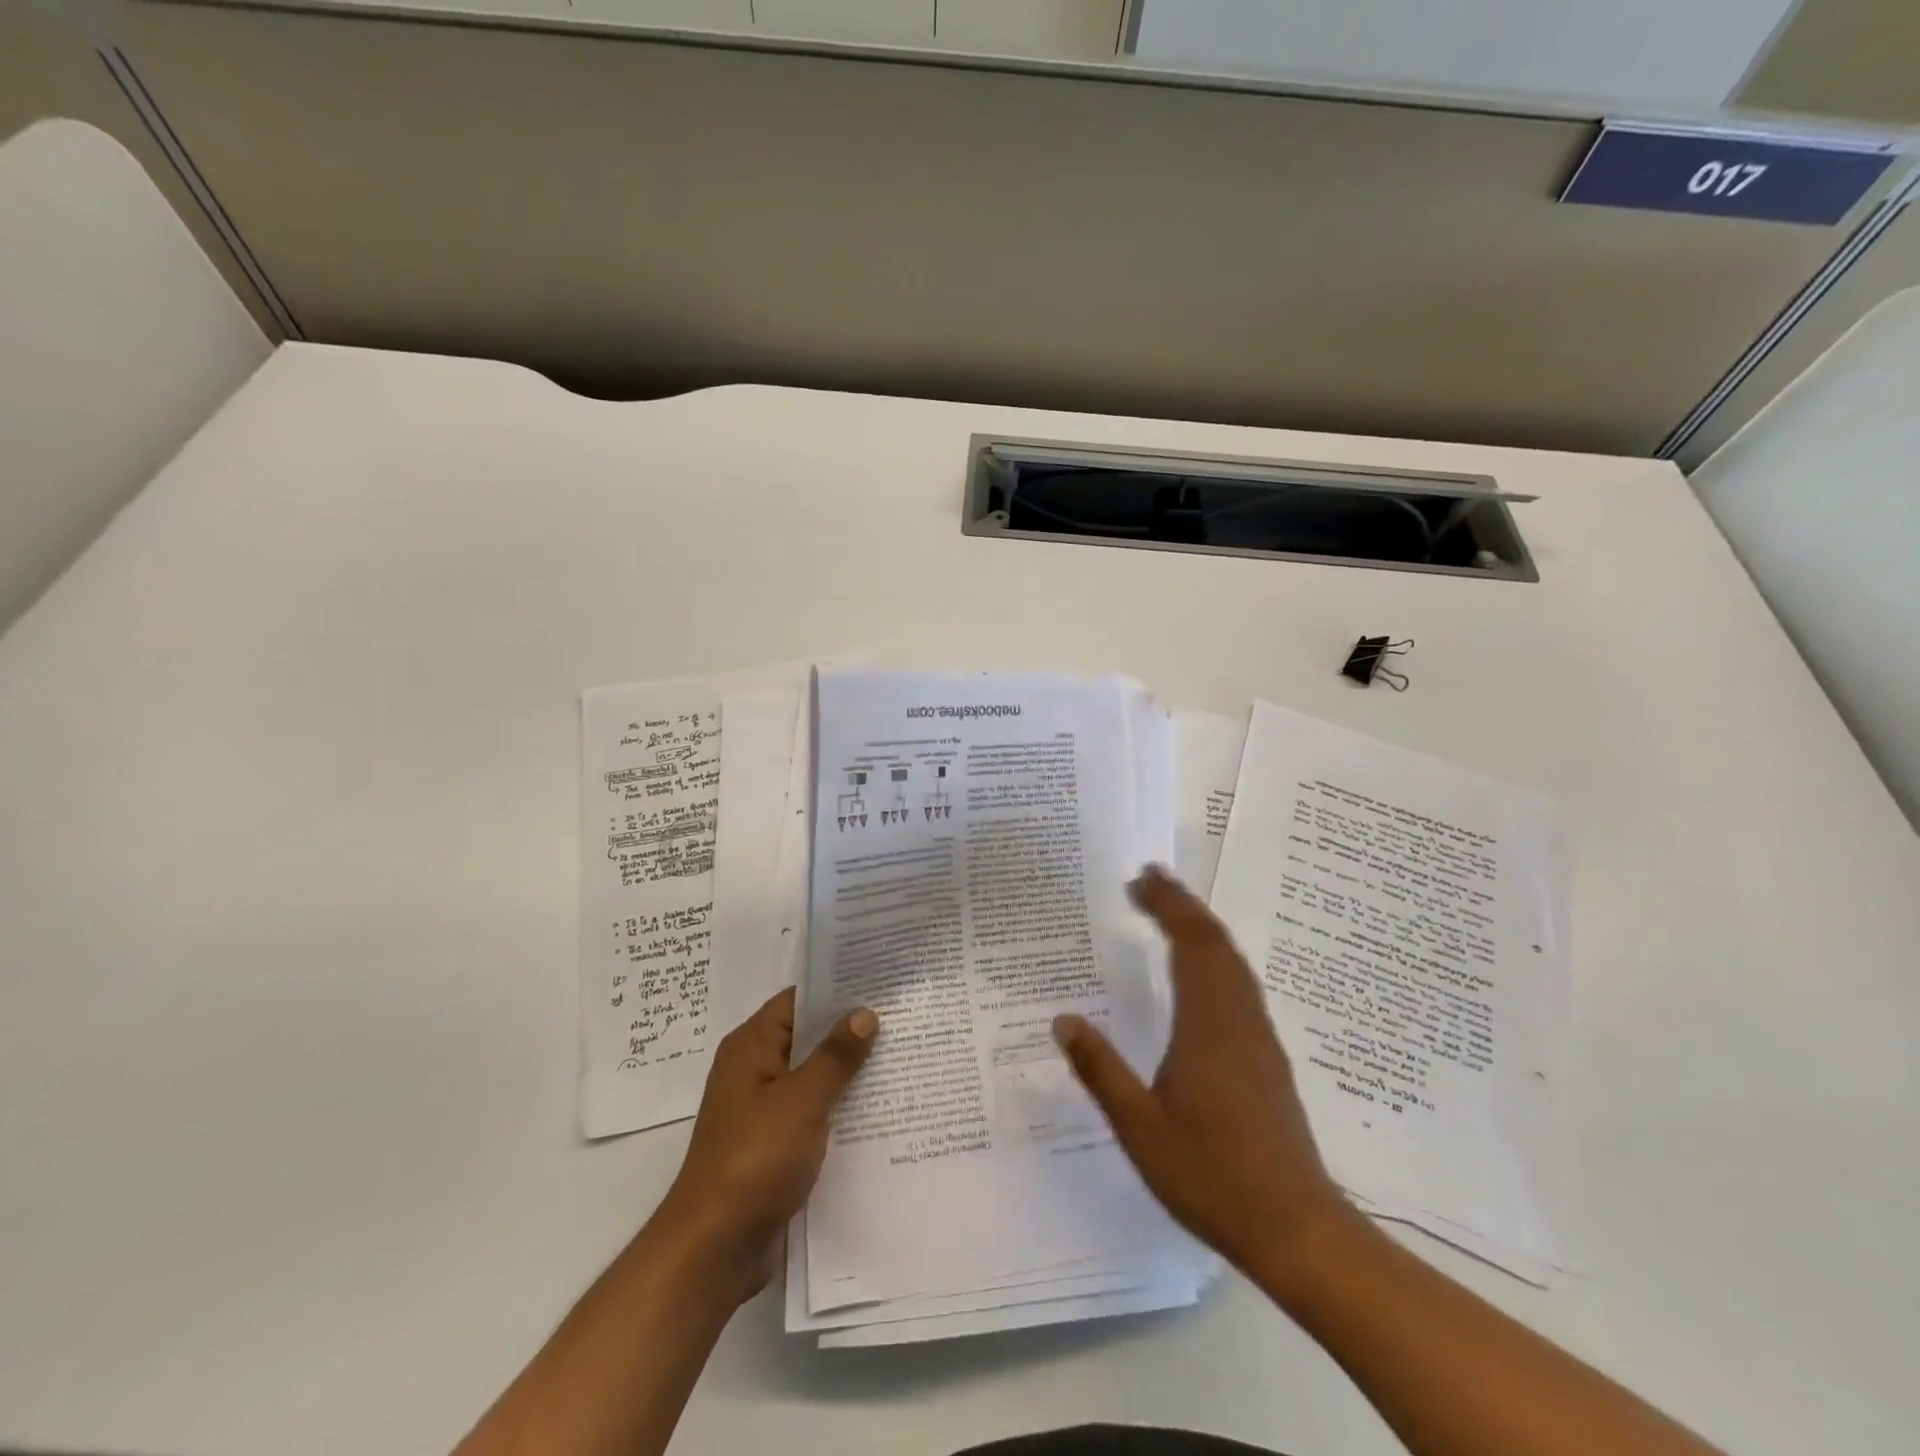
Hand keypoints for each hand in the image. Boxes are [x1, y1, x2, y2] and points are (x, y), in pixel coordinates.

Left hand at [655, 987, 876, 1302]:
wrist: (714, 1249)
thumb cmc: (754, 1159)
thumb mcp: (802, 1100)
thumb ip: (835, 1056)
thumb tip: (864, 1013)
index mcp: (752, 1047)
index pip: (798, 1000)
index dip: (837, 988)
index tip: (881, 981)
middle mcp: (755, 1071)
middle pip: (809, 1037)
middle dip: (851, 1031)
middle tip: (904, 1017)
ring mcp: (765, 1110)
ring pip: (815, 1077)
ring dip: (850, 1073)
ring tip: (903, 1057)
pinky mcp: (775, 1145)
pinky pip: (814, 1113)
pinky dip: (841, 1109)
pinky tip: (882, 1110)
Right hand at [1054, 866, 1352, 1291]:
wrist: (1295, 1227)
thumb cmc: (1210, 1174)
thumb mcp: (1139, 1127)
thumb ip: (1100, 1070)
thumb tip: (1062, 1020)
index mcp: (1206, 1024)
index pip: (1189, 944)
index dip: (1166, 906)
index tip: (1139, 879)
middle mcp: (1238, 1018)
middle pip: (1215, 943)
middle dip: (1182, 904)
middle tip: (1148, 879)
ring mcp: (1259, 1037)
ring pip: (1233, 962)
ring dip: (1202, 928)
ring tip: (1171, 910)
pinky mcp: (1268, 1057)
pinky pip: (1241, 984)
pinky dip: (1217, 957)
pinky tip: (1201, 972)